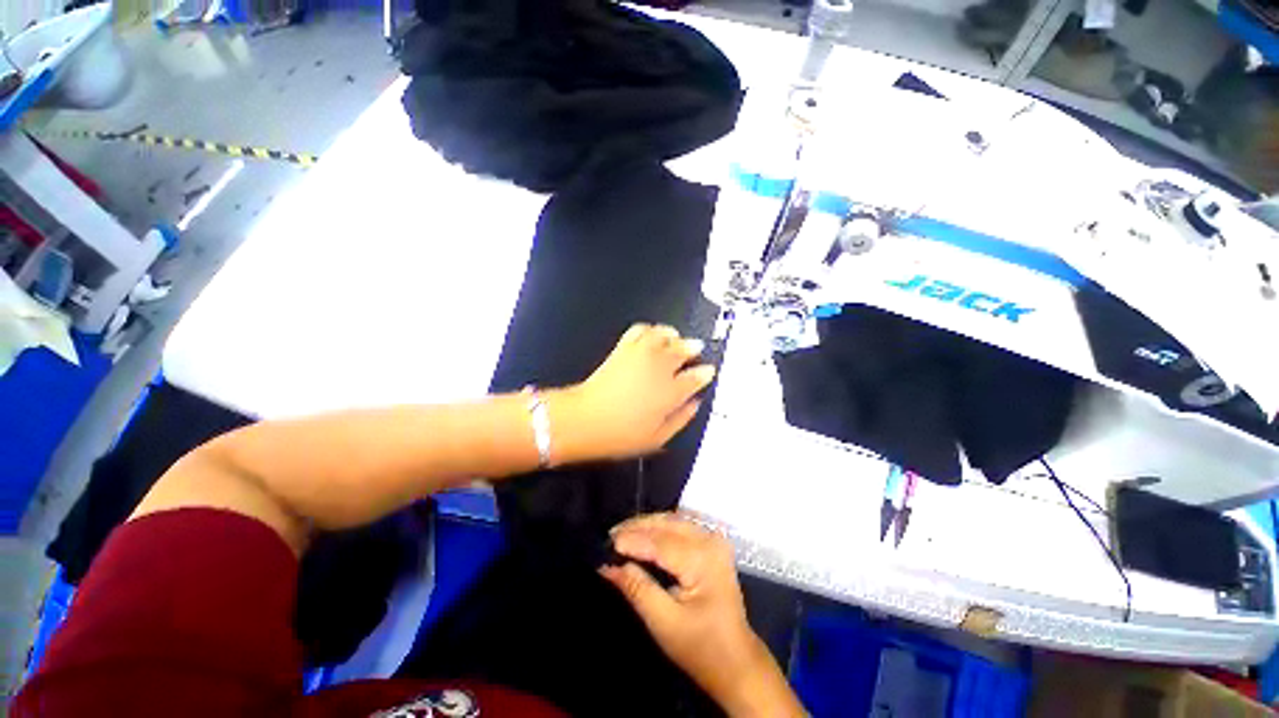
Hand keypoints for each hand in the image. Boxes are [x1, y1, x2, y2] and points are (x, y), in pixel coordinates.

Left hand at [549, 324, 714, 463]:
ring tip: (677, 338)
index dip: (705, 373)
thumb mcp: (657, 438)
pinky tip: (653, 333)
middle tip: (697, 349)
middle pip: (683, 350)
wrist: (585, 419)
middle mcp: (659, 369)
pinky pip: (641, 330)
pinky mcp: (623, 348)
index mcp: (671, 392)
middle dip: (693, 348)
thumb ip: (681, 419)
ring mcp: (641, 355)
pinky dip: (650, 328)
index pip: (696, 377)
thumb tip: (694, 405)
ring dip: (674, 335)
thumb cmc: (620, 434)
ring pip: (664, 335)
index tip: (708, 371)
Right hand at [600, 513, 804, 717]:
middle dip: (637, 527)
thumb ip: (637, 589)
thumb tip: (608, 566)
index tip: (606, 543)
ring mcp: (713, 539)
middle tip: (610, 536)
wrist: (736, 660)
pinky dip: (659, 527)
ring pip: (673, 520)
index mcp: (703, 560)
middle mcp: (710, 541)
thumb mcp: (663, 623)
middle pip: (667, 524)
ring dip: (647, 524)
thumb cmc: (700, 647)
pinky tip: (643, 533)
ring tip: (622, 534)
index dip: (632, 540)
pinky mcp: (712, 543)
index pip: (660, 543)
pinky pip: (680, 526)